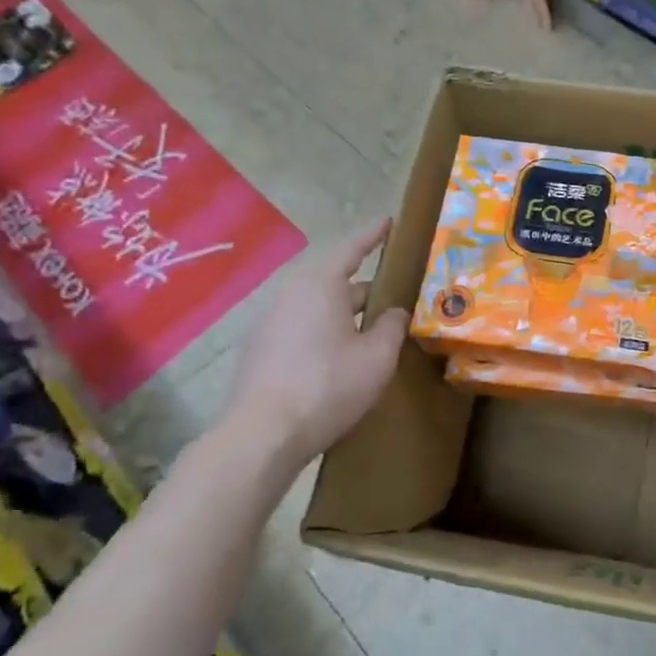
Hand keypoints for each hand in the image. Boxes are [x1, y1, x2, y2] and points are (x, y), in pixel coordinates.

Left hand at [223, 218, 407, 462]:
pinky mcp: (261, 351)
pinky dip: (325, 330)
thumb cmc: (328, 385)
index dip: (373, 235)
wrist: (263, 434)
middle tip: (393, 290)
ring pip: (317, 306)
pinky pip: (302, 327)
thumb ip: (391, 326)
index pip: (351, 248)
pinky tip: (340, 355)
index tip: (389, 220)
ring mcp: (270, 323)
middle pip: (334, 279)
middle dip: (364, 284)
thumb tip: (395, 312)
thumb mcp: (377, 356)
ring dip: (344, 311)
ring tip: (371, 326)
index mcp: (321, 285)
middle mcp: (291, 295)